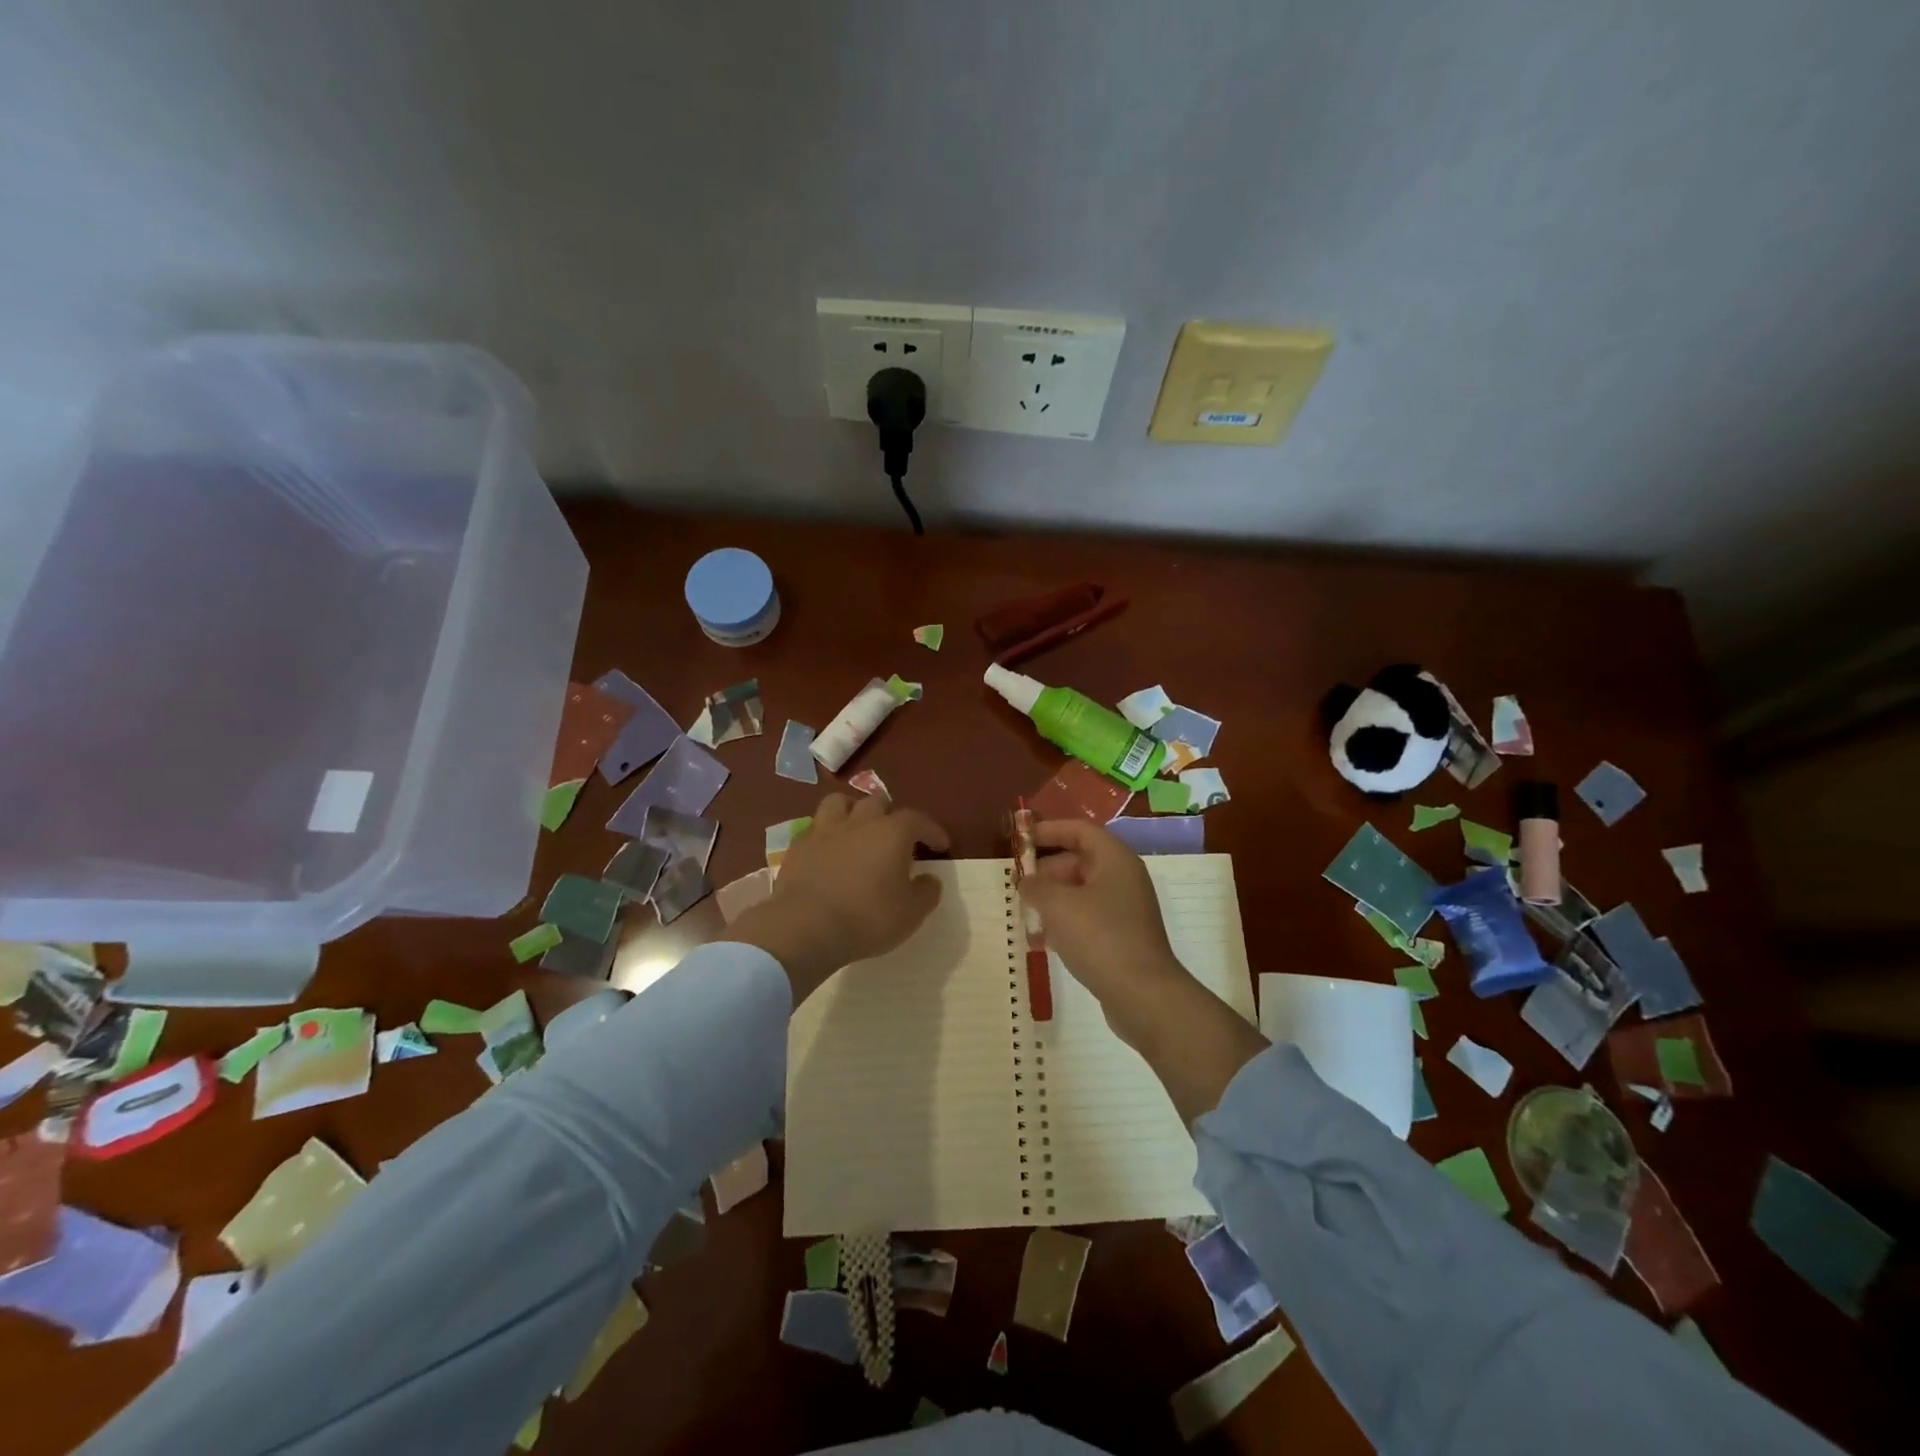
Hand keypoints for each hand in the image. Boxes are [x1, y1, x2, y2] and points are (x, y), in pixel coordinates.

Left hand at [727, 793, 950, 1002]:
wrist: (806, 927)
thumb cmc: (868, 918)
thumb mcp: (911, 913)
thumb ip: (927, 892)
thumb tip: (930, 879)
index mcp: (891, 833)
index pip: (917, 820)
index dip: (931, 830)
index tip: (940, 845)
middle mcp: (859, 822)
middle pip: (876, 803)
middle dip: (889, 815)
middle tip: (894, 837)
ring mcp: (824, 831)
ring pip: (839, 803)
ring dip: (852, 812)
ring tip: (857, 829)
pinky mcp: (798, 846)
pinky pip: (815, 828)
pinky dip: (825, 835)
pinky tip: (828, 851)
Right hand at [1019, 819, 1186, 1041]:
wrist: (1143, 994)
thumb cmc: (1100, 937)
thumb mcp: (1058, 905)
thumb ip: (1036, 886)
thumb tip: (1026, 881)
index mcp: (1115, 859)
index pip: (1080, 830)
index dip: (1049, 830)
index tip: (1021, 840)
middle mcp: (1124, 878)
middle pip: (1080, 859)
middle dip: (1047, 869)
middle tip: (1019, 884)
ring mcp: (1126, 908)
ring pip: (1082, 890)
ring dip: (1054, 897)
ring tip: (1027, 912)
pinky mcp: (1123, 936)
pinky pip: (1089, 916)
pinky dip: (1066, 920)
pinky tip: (1045, 939)